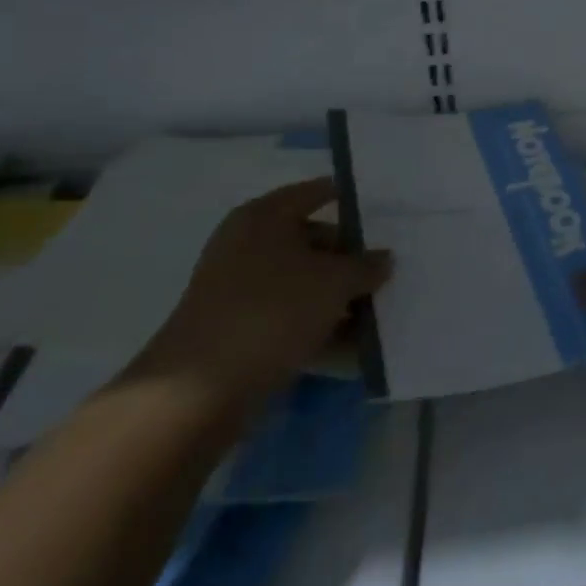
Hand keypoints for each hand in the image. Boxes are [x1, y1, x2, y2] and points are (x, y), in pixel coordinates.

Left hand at [127, 179, 390, 413]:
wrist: (197, 392)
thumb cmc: (272, 311)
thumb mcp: (334, 282)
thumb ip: (365, 265)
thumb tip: (383, 258)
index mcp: (265, 216)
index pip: (317, 192)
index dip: (352, 200)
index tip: (386, 213)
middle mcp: (248, 244)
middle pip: (312, 239)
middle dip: (350, 257)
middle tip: (388, 270)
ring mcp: (238, 289)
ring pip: (302, 282)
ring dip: (338, 296)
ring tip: (378, 310)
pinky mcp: (236, 330)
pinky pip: (288, 316)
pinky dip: (318, 324)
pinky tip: (352, 343)